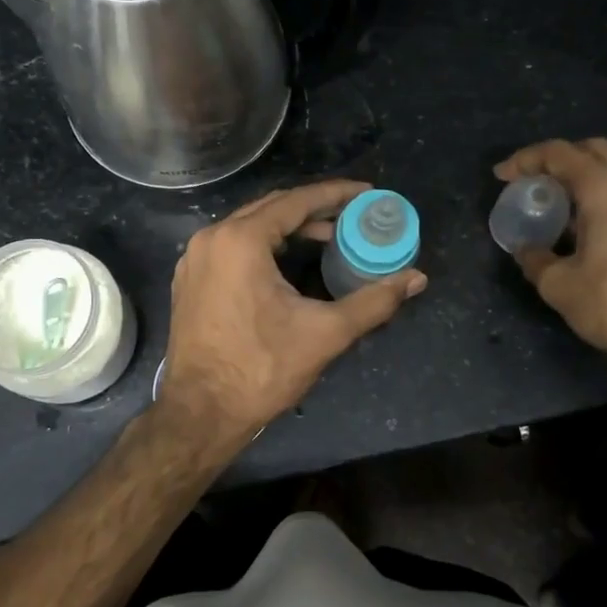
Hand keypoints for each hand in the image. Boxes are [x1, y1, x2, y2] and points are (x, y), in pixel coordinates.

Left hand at [159, 180, 426, 447]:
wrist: (200, 413)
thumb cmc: (261, 369)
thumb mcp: (325, 333)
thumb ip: (374, 301)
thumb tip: (417, 279)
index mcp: (240, 240)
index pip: (296, 201)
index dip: (335, 194)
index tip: (367, 192)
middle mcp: (211, 238)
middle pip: (271, 208)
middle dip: (314, 208)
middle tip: (353, 214)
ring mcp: (195, 259)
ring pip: (250, 226)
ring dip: (289, 227)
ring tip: (330, 236)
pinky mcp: (190, 279)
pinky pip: (232, 245)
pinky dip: (264, 244)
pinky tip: (289, 260)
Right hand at [496, 138, 606, 365]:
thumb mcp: (560, 287)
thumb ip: (535, 259)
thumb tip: (526, 249)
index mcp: (606, 189)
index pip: (559, 154)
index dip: (525, 160)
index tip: (502, 176)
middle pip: (595, 150)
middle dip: (561, 159)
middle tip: (537, 182)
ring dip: (590, 178)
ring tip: (567, 207)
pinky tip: (601, 228)